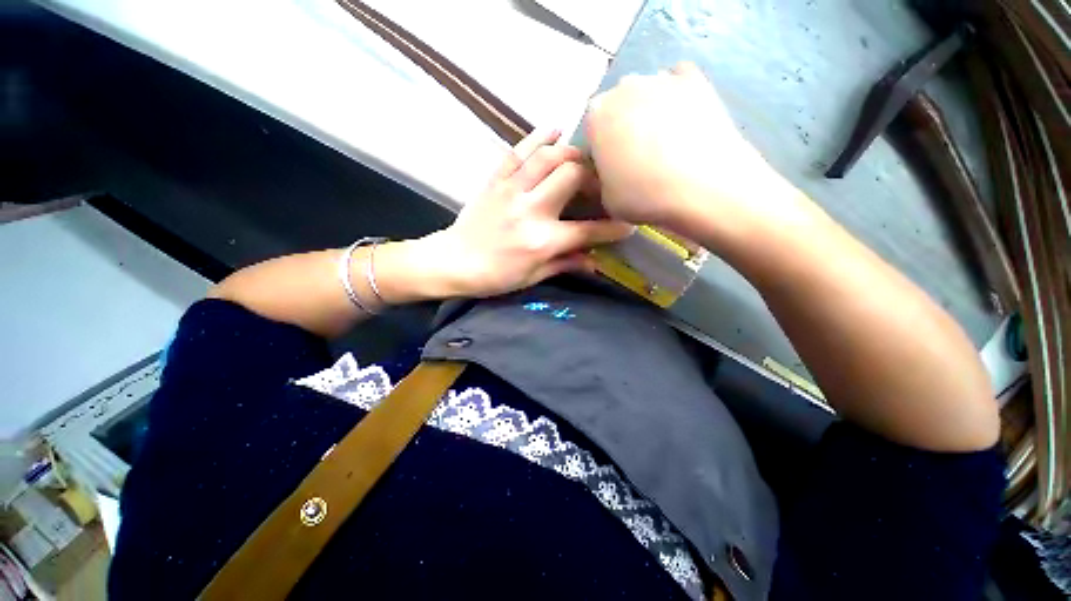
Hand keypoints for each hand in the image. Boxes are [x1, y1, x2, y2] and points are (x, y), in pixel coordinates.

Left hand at [411, 130, 632, 298]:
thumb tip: (595, 262)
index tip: (629, 225)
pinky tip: (554, 131)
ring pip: (547, 157)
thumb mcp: (533, 277)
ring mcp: (511, 190)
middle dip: (592, 176)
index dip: (613, 228)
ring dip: (571, 152)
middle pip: (571, 176)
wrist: (453, 262)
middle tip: (598, 183)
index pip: (588, 230)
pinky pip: (518, 151)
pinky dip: (538, 137)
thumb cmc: (495, 276)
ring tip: (581, 158)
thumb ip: (565, 264)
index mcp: (542, 241)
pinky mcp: (495, 180)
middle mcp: (531, 210)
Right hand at [586, 63, 807, 248]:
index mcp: (596, 116)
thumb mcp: (606, 198)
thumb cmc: (643, 196)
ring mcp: (661, 78)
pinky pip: (677, 83)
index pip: (592, 132)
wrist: (701, 187)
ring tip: (665, 142)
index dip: (601, 153)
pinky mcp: (695, 79)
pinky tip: (684, 119)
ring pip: (646, 94)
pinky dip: (677, 97)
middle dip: (622, 129)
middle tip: (637, 158)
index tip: (612, 171)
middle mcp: (623, 88)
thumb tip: (611, 169)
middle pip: (617, 108)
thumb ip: (602, 176)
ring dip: (648, 113)